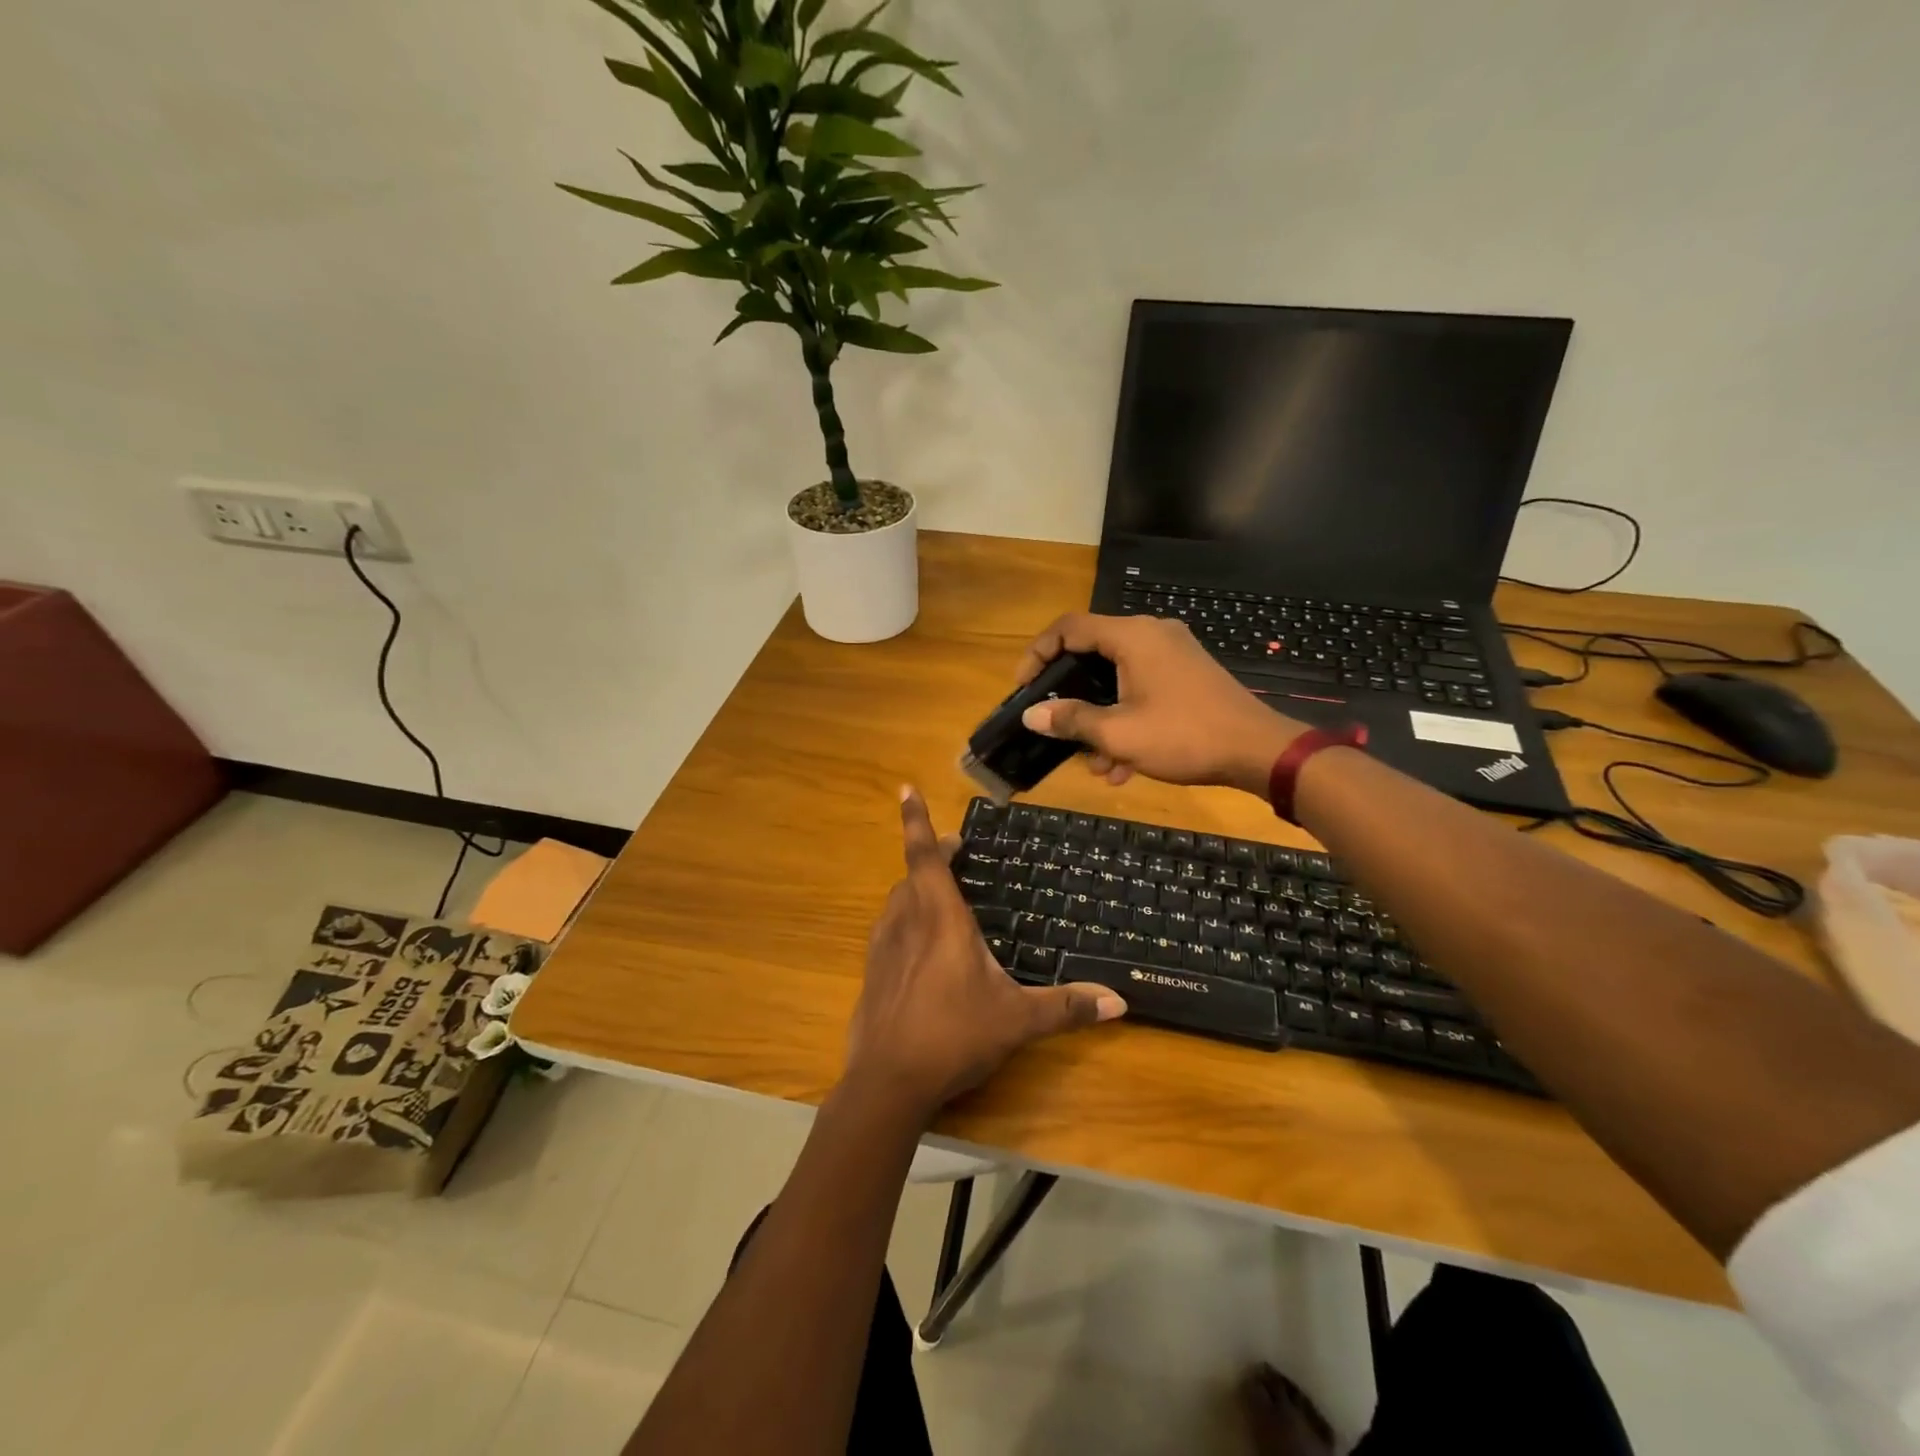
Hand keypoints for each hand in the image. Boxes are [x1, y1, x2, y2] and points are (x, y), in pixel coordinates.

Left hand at [845, 788, 1126, 1119]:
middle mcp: (907, 922)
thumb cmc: (954, 1036)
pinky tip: (917, 946)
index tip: (905, 788)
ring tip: (939, 896)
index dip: (916, 820)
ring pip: (897, 901)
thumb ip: (1065, 1007)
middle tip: (956, 854)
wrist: (887, 1082)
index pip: (926, 856)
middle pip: (913, 875)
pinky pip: (887, 929)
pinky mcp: (871, 971)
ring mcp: (883, 947)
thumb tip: (1120, 1001)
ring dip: (915, 888)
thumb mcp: (1016, 1020)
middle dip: (933, 857)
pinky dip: (903, 920)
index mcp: (940, 918)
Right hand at [1017, 613, 1306, 794]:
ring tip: (1096, 765)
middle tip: (1055, 726)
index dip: (1037, 654)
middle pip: (1092, 654)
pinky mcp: (1187, 675)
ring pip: (1118, 679)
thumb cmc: (1183, 736)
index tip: (1023, 688)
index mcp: (1131, 636)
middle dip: (1071, 697)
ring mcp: (1173, 654)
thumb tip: (1031, 716)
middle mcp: (1151, 634)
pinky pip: (1142, 689)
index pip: (1068, 628)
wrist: (1258, 751)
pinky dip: (1127, 719)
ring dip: (1101, 719)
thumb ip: (1071, 720)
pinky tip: (1124, 766)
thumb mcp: (1118, 734)